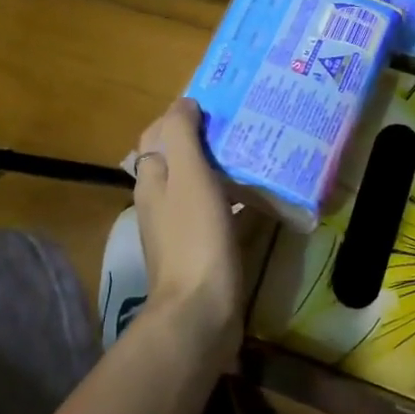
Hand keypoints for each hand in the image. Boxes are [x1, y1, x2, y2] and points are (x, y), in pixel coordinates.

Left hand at [132, 99, 242, 357]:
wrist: (201, 312)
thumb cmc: (195, 237)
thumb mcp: (188, 175)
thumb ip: (181, 135)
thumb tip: (184, 103)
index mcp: (153, 179)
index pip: (158, 134)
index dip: (182, 114)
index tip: (218, 102)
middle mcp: (161, 201)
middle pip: (180, 158)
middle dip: (206, 138)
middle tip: (244, 123)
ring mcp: (181, 228)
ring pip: (200, 185)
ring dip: (223, 167)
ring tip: (258, 151)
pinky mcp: (203, 250)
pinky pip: (219, 212)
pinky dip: (235, 199)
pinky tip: (261, 196)